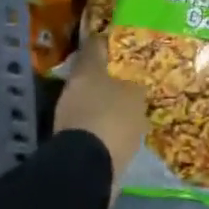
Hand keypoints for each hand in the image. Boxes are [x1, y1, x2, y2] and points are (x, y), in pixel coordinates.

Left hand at [55, 35, 146, 176]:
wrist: (86, 169)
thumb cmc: (112, 120)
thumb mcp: (136, 96)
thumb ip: (137, 82)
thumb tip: (139, 77)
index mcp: (87, 69)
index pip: (97, 43)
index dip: (112, 40)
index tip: (128, 40)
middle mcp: (74, 86)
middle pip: (94, 71)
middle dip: (113, 72)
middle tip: (136, 72)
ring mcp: (69, 112)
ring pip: (93, 96)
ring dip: (110, 97)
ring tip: (134, 99)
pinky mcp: (72, 137)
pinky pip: (94, 119)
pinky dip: (106, 119)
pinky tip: (124, 124)